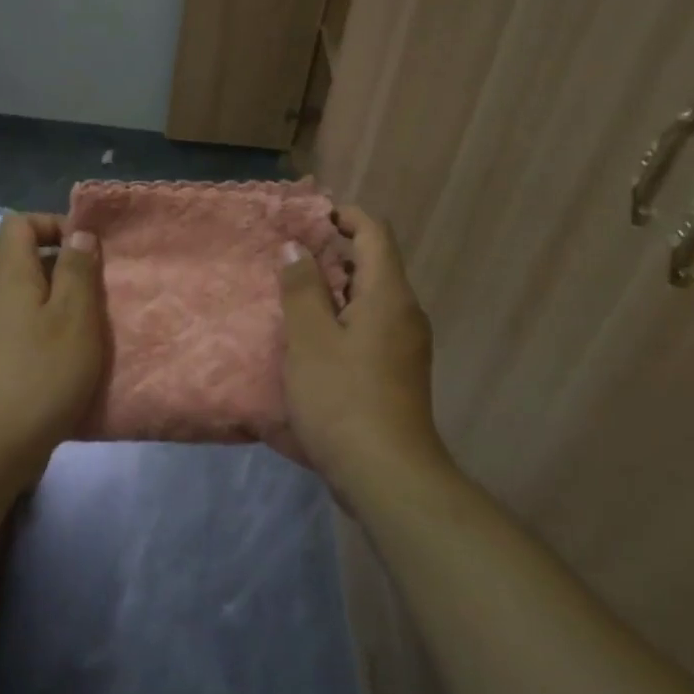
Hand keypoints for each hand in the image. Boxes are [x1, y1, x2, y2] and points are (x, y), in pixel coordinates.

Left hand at [0, 214, 105, 477]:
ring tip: (92, 326)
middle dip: (66, 267)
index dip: (54, 225)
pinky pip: (23, 324)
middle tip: (100, 291)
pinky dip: (48, 330)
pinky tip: (71, 357)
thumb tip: (79, 233)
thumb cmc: (41, 373)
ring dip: (61, 303)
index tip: (88, 250)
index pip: (20, 223)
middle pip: (26, 259)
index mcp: (8, 273)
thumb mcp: (74, 316)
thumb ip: (78, 270)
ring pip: (28, 295)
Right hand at [279, 205, 449, 500]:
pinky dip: (342, 318)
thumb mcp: (310, 339)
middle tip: (287, 257)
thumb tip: (296, 247)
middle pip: (373, 263)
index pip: (374, 232)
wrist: (389, 477)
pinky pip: (370, 326)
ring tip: (291, 294)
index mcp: (389, 295)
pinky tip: (310, 338)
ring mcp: (405, 345)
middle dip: (332, 252)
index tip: (306, 218)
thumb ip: (301, 287)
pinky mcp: (397, 372)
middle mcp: (405, 313)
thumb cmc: (344, 399)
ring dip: (333, 288)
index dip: (343, 216)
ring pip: (370, 298)